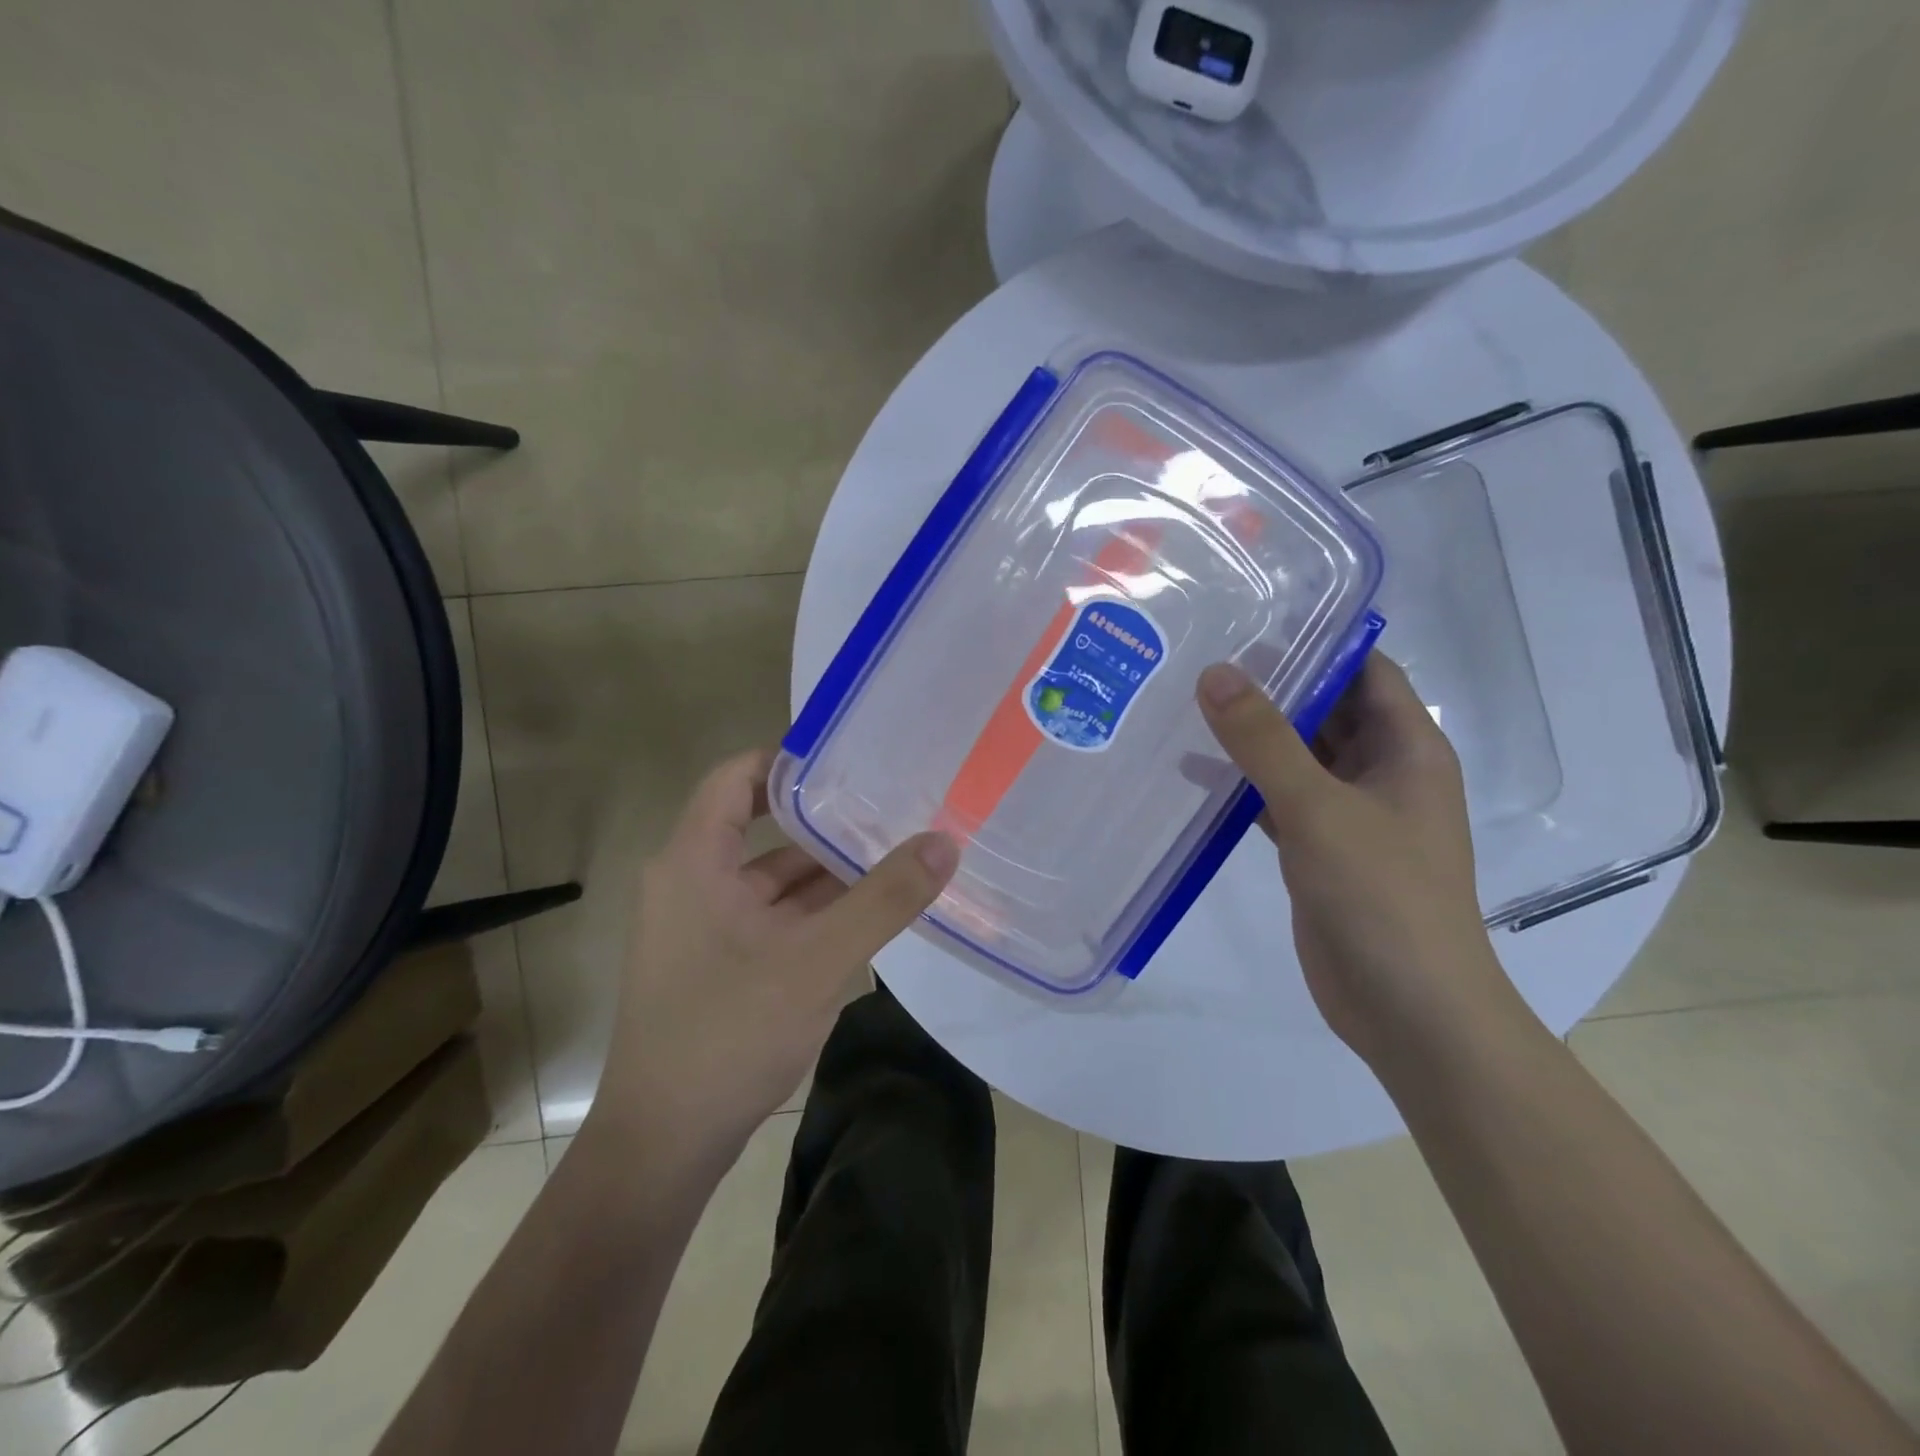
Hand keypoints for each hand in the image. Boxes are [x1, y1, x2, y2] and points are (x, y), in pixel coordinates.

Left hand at [590, 748, 958, 1157]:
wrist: (663, 1147)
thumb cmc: (728, 1034)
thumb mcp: (818, 960)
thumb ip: (884, 898)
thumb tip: (945, 841)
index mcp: (693, 862)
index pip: (735, 778)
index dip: (788, 759)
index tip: (850, 755)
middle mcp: (690, 883)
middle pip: (761, 828)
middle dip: (825, 819)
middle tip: (890, 801)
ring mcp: (702, 927)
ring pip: (772, 879)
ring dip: (826, 871)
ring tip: (894, 850)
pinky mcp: (717, 964)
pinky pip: (772, 917)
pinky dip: (815, 910)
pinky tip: (867, 911)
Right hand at [1197, 654, 1517, 1066]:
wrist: (1407, 1008)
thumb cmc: (1381, 896)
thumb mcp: (1318, 808)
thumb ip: (1264, 740)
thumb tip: (1216, 672)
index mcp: (1406, 749)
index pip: (1366, 671)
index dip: (1319, 642)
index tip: (1254, 621)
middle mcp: (1382, 774)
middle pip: (1327, 711)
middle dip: (1274, 686)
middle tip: (1203, 657)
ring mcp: (1351, 815)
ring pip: (1299, 758)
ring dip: (1254, 737)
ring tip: (1188, 704)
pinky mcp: (1321, 850)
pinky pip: (1280, 800)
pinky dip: (1245, 786)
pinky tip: (1196, 774)